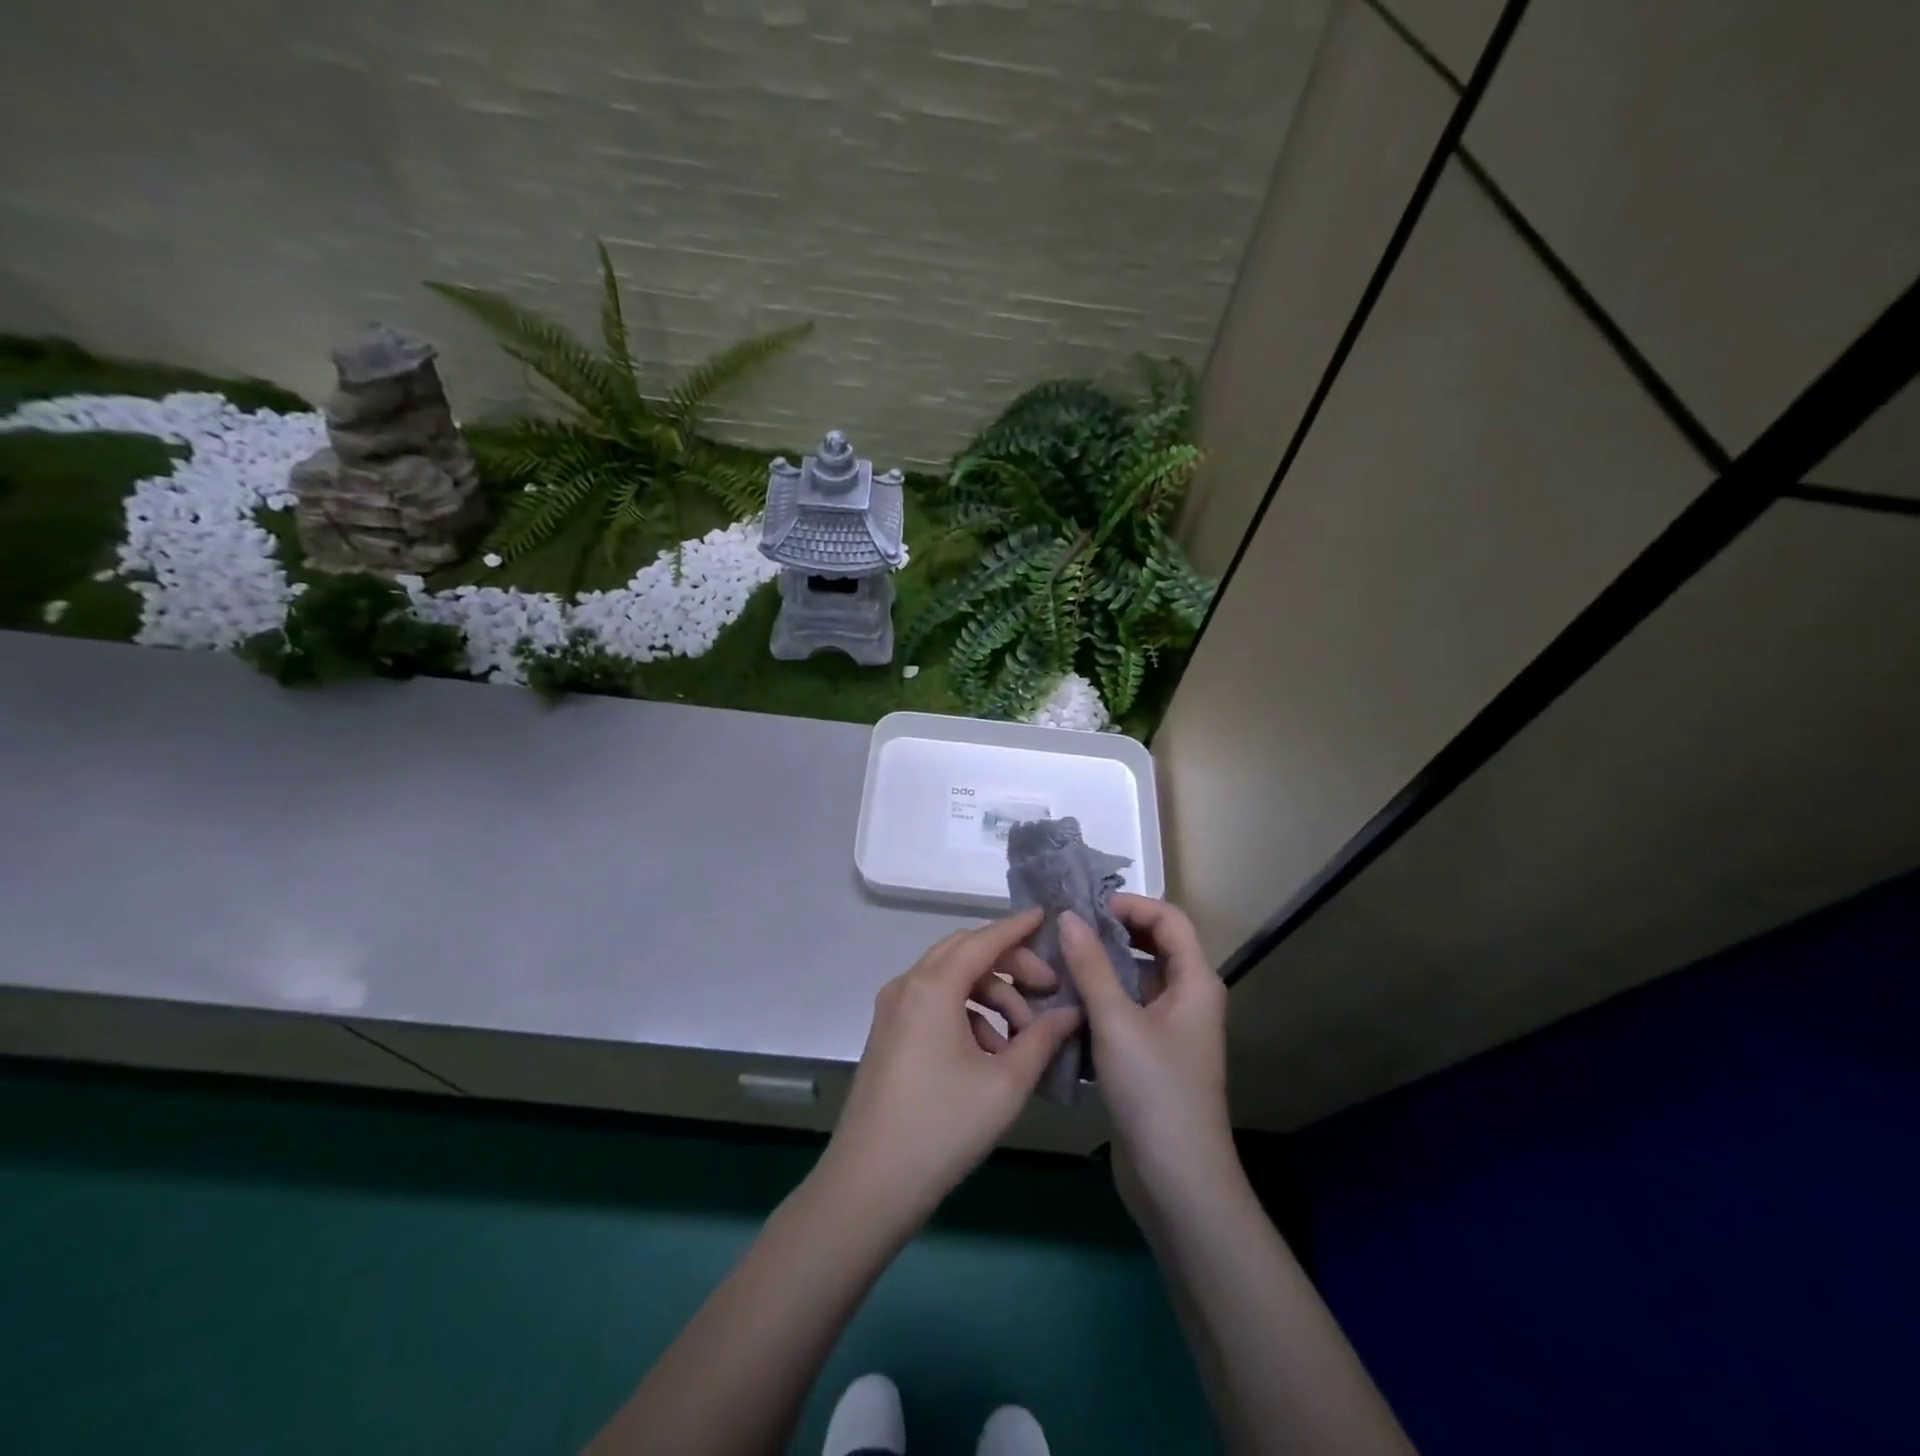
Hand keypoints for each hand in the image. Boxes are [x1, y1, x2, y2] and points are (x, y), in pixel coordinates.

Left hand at [821, 909, 1081, 1226]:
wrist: (869, 1183)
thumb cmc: (943, 1126)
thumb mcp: (1005, 1083)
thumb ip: (1042, 1039)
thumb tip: (1071, 1012)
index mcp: (933, 986)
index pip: (984, 940)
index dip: (1018, 927)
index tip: (1048, 917)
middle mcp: (908, 985)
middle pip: (965, 953)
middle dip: (1009, 965)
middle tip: (1047, 989)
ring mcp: (893, 1009)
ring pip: (950, 980)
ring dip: (990, 995)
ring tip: (1022, 1038)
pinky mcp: (889, 1033)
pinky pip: (934, 1003)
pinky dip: (967, 1014)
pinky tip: (990, 1054)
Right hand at [1055, 896, 1234, 1195]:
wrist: (1178, 1179)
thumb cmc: (1154, 1090)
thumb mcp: (1116, 1021)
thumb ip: (1090, 965)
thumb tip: (1068, 916)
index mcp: (1194, 981)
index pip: (1169, 918)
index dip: (1131, 904)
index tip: (1087, 908)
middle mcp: (1188, 997)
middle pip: (1152, 946)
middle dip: (1110, 934)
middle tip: (1066, 931)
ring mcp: (1171, 1028)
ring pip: (1135, 980)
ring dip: (1101, 968)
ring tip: (1057, 963)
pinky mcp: (1153, 1054)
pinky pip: (1127, 1010)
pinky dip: (1100, 1000)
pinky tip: (1065, 1004)